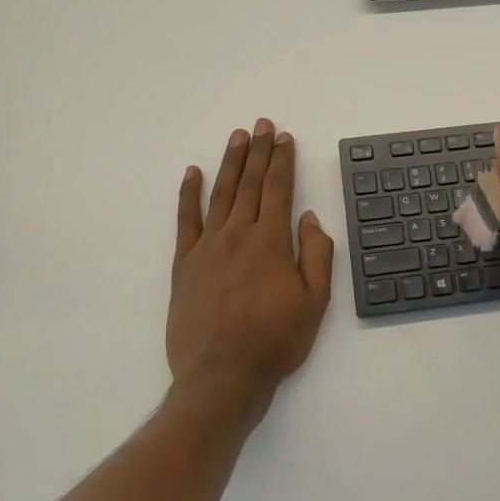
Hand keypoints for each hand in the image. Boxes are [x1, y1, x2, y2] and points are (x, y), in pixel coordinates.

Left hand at [168, 119, 333, 422]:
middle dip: (257, 151)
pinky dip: (188, 194)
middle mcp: (238, 235)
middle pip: (249, 184)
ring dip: (229, 163)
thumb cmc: (275, 340)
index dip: (282, 161)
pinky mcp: (184, 264)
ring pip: (220, 194)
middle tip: (260, 124)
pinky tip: (192, 173)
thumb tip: (310, 218)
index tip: (284, 137)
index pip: (279, 190)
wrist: (222, 376)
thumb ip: (316, 255)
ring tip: (236, 137)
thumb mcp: (315, 302)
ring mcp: (207, 247)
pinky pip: (185, 220)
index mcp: (271, 242)